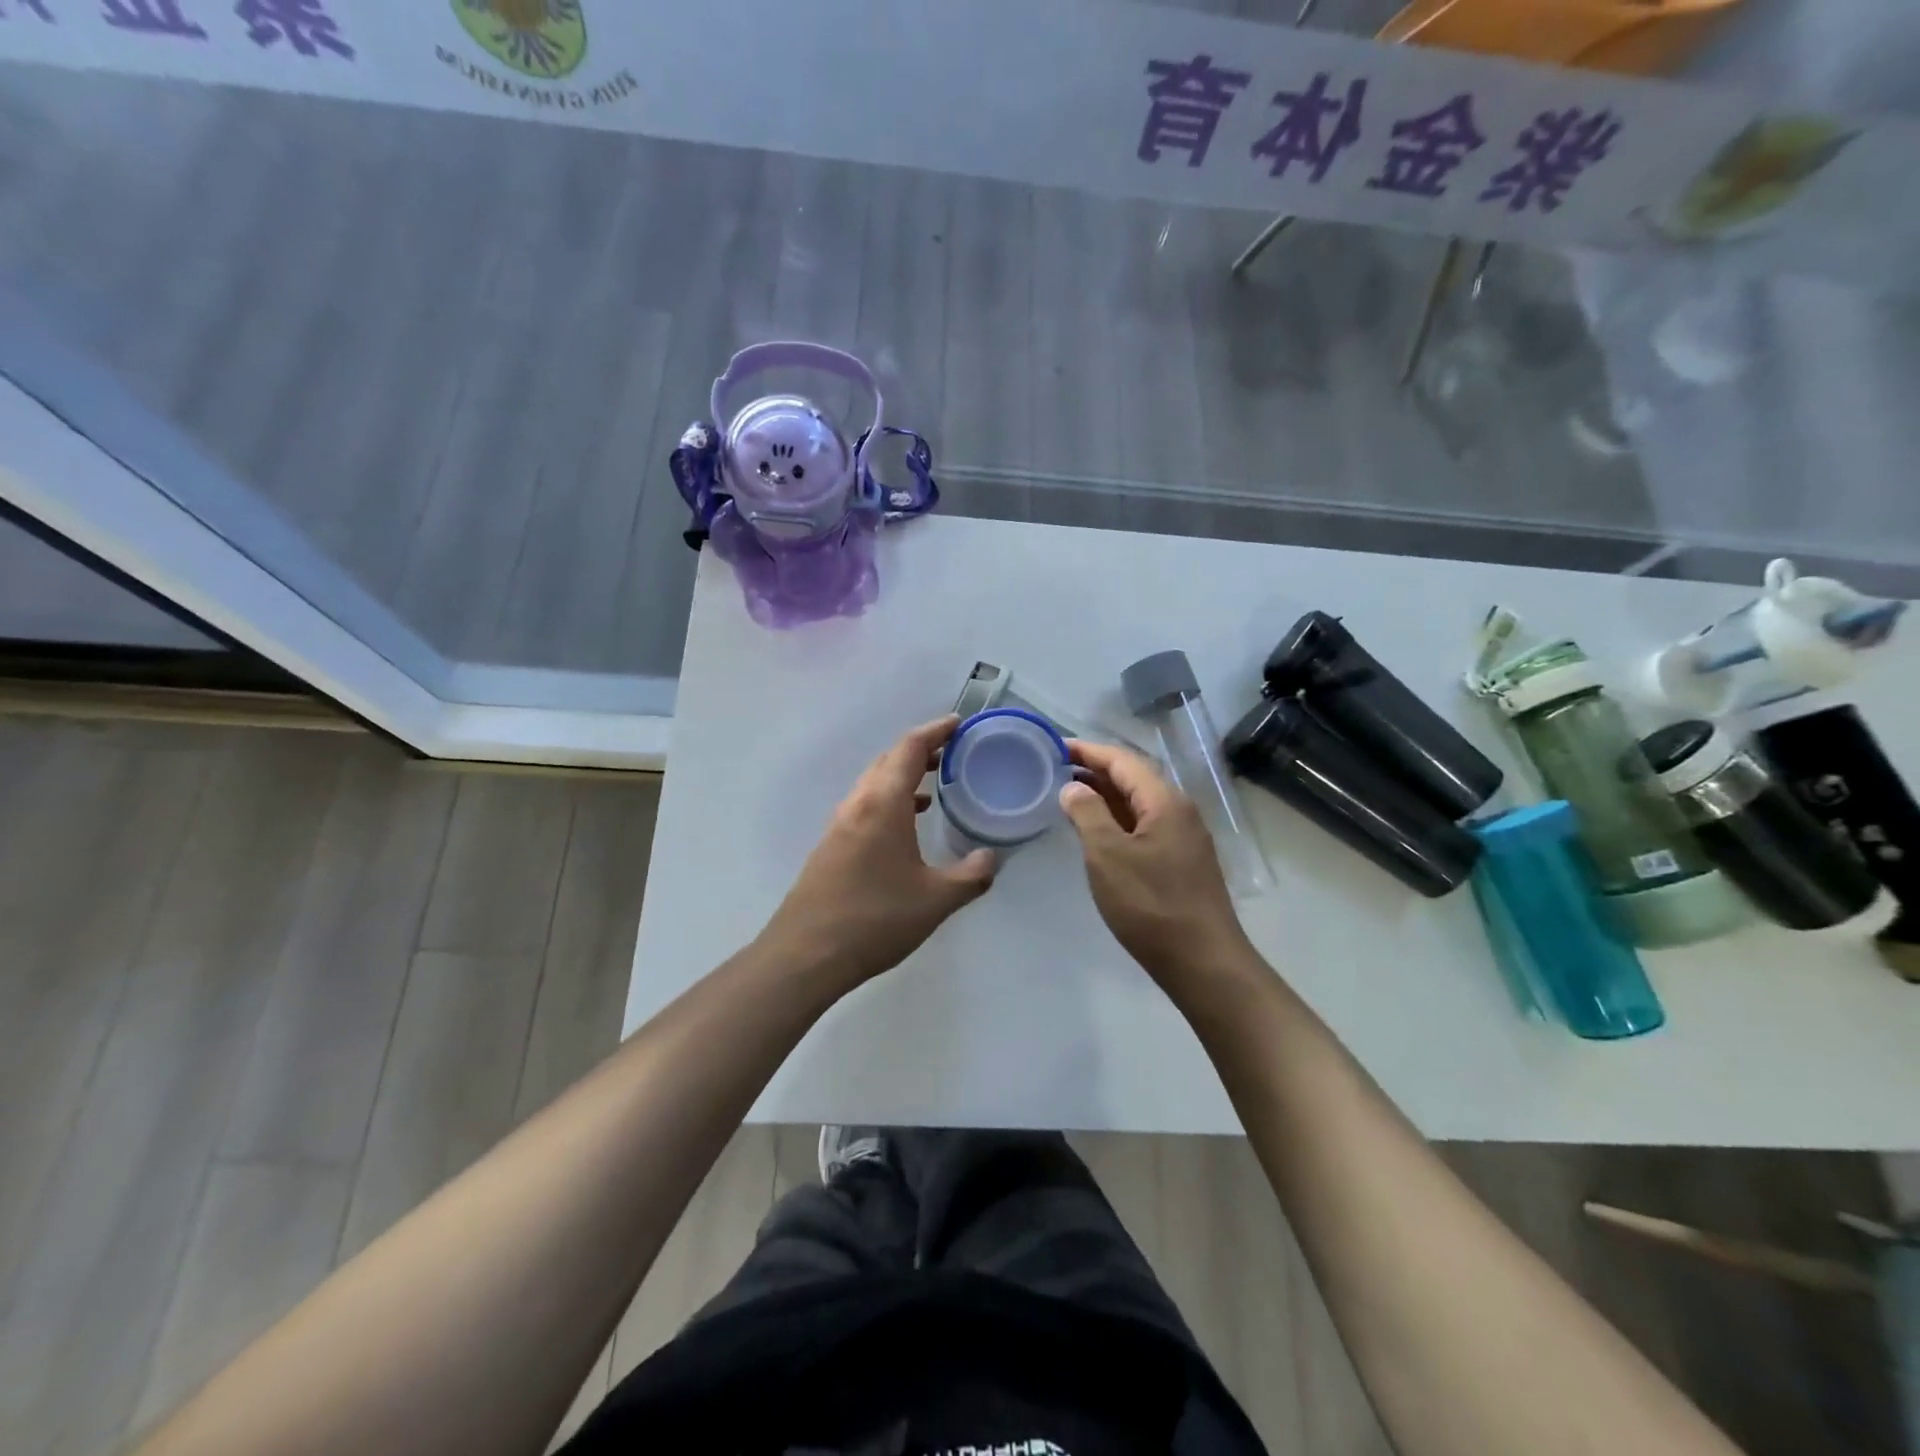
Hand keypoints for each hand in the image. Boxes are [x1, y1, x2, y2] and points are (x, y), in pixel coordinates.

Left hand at [761, 716, 996, 988]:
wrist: (805, 955)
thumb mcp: (936, 901)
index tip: (958, 723)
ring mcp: (839, 825)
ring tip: (935, 785)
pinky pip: (864, 806)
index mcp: (883, 804)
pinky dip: (889, 800)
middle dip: (920, 750)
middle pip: (888, 760)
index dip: (935, 731)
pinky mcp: (831, 846)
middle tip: (952, 752)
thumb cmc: (875, 919)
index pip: (910, 748)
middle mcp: (857, 804)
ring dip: (903, 776)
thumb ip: (971, 876)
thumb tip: (991, 858)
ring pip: (873, 783)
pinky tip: (906, 826)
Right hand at [1059, 740, 1251, 982]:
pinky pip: (1144, 825)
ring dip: (1104, 795)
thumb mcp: (1108, 856)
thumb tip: (1073, 787)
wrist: (1203, 962)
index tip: (1053, 746)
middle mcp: (1178, 810)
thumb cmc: (1150, 904)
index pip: (1121, 759)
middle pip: (1132, 777)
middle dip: (1094, 769)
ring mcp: (1182, 837)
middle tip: (1054, 769)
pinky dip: (1116, 819)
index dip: (1086, 750)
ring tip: (1067, 795)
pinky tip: (1095, 831)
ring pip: (1138, 803)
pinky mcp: (1180, 861)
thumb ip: (1087, 813)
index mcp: (1164, 801)